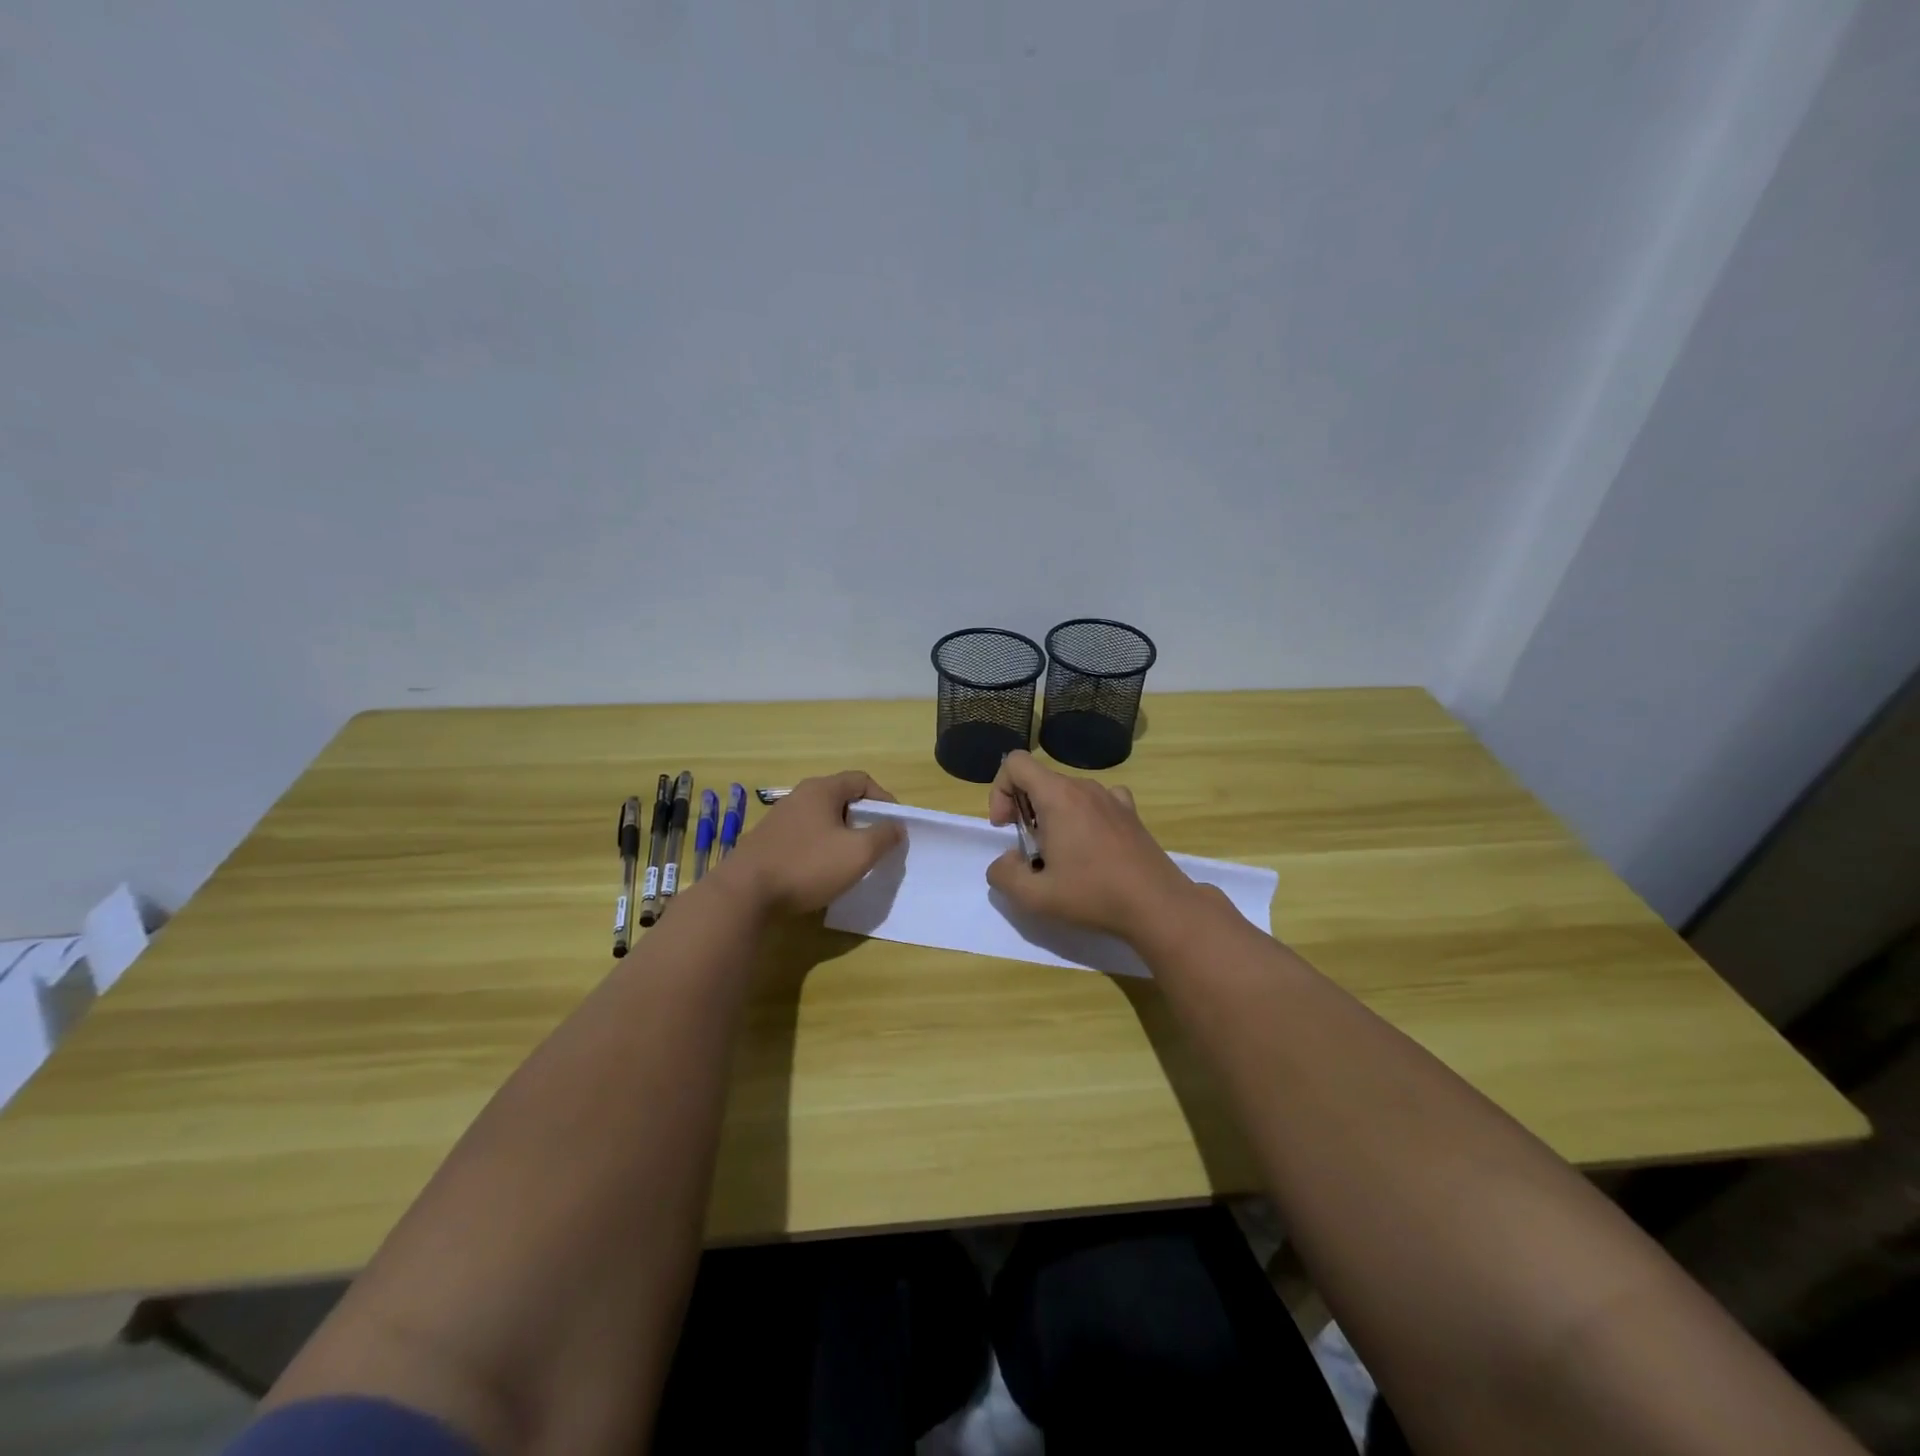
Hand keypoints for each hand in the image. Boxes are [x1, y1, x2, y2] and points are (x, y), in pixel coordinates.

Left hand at [722, 771, 904, 915]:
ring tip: (852, 861)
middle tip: (876, 844)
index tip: (895, 825)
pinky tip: (822, 873)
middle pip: (841, 799)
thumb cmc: (807, 866)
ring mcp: (779, 819)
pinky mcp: (767, 842)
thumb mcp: (858, 852)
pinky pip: (804, 837)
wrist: (744, 894)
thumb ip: (884, 835)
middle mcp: (798, 797)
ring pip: (821, 819)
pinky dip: (820, 849)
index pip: (861, 780)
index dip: (884, 799)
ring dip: (841, 836)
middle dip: (863, 819)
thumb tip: (897, 826)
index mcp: (821, 790)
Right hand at [985, 751, 1195, 941]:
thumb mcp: (1035, 896)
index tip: (1006, 827)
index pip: (1015, 763)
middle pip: (1040, 780)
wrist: (1157, 905)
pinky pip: (1096, 801)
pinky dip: (1084, 816)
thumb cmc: (1093, 895)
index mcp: (1057, 796)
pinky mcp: (1130, 812)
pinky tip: (1092, 846)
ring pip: (1067, 792)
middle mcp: (1084, 787)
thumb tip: (1005, 860)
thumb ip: (1004, 875)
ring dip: (1053, 816)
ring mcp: (1111, 797)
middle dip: (1024, 810)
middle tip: (1032, 851)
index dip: (999, 790)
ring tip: (1062, 856)